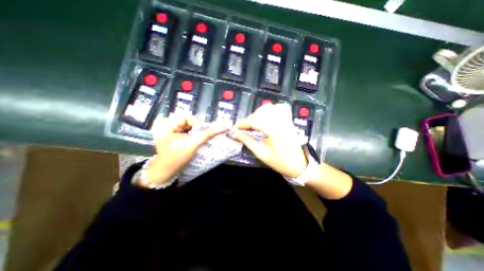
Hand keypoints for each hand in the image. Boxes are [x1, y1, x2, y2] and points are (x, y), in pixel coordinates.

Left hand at [142, 114, 229, 185]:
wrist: (165, 171)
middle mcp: (164, 122)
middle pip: (187, 120)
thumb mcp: (194, 144)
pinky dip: (190, 133)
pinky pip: (183, 128)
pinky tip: (190, 139)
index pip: (188, 117)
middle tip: (200, 138)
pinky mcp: (169, 132)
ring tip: (196, 140)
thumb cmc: (177, 158)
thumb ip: (209, 133)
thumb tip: (224, 127)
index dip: (198, 124)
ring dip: (194, 131)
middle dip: (196, 128)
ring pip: (186, 124)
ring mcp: (165, 127)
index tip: (203, 134)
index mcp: (166, 123)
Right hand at [229, 101, 305, 177]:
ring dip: (258, 113)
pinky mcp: (289, 120)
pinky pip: (279, 108)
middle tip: (243, 128)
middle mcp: (281, 122)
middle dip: (249, 119)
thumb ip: (247, 141)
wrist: (299, 165)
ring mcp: (286, 120)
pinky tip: (265, 116)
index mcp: (274, 131)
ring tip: (252, 123)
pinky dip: (270, 109)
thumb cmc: (280, 162)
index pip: (255, 121)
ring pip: (269, 108)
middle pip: (261, 113)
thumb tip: (235, 134)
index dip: (243, 123)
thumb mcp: (261, 153)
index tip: (235, 128)